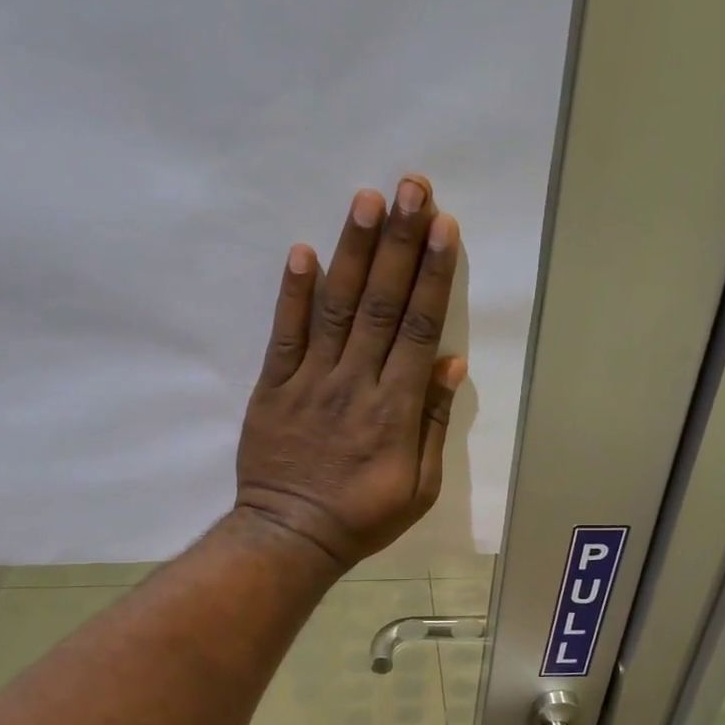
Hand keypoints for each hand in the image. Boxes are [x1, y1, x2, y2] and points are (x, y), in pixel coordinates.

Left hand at [236, 177, 467, 570]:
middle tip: (411, 188)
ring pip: (336, 308)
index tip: (443, 226)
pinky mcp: (273, 388)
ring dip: (353, 252)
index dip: (432, 275)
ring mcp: (310, 382)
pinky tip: (303, 252)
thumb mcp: (419, 487)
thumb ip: (433, 424)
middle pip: (381, 304)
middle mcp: (355, 383)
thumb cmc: (362, 516)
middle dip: (399, 243)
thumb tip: (450, 362)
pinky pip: (284, 335)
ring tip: (367, 200)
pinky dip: (293, 294)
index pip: (417, 328)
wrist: (291, 536)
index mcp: (395, 409)